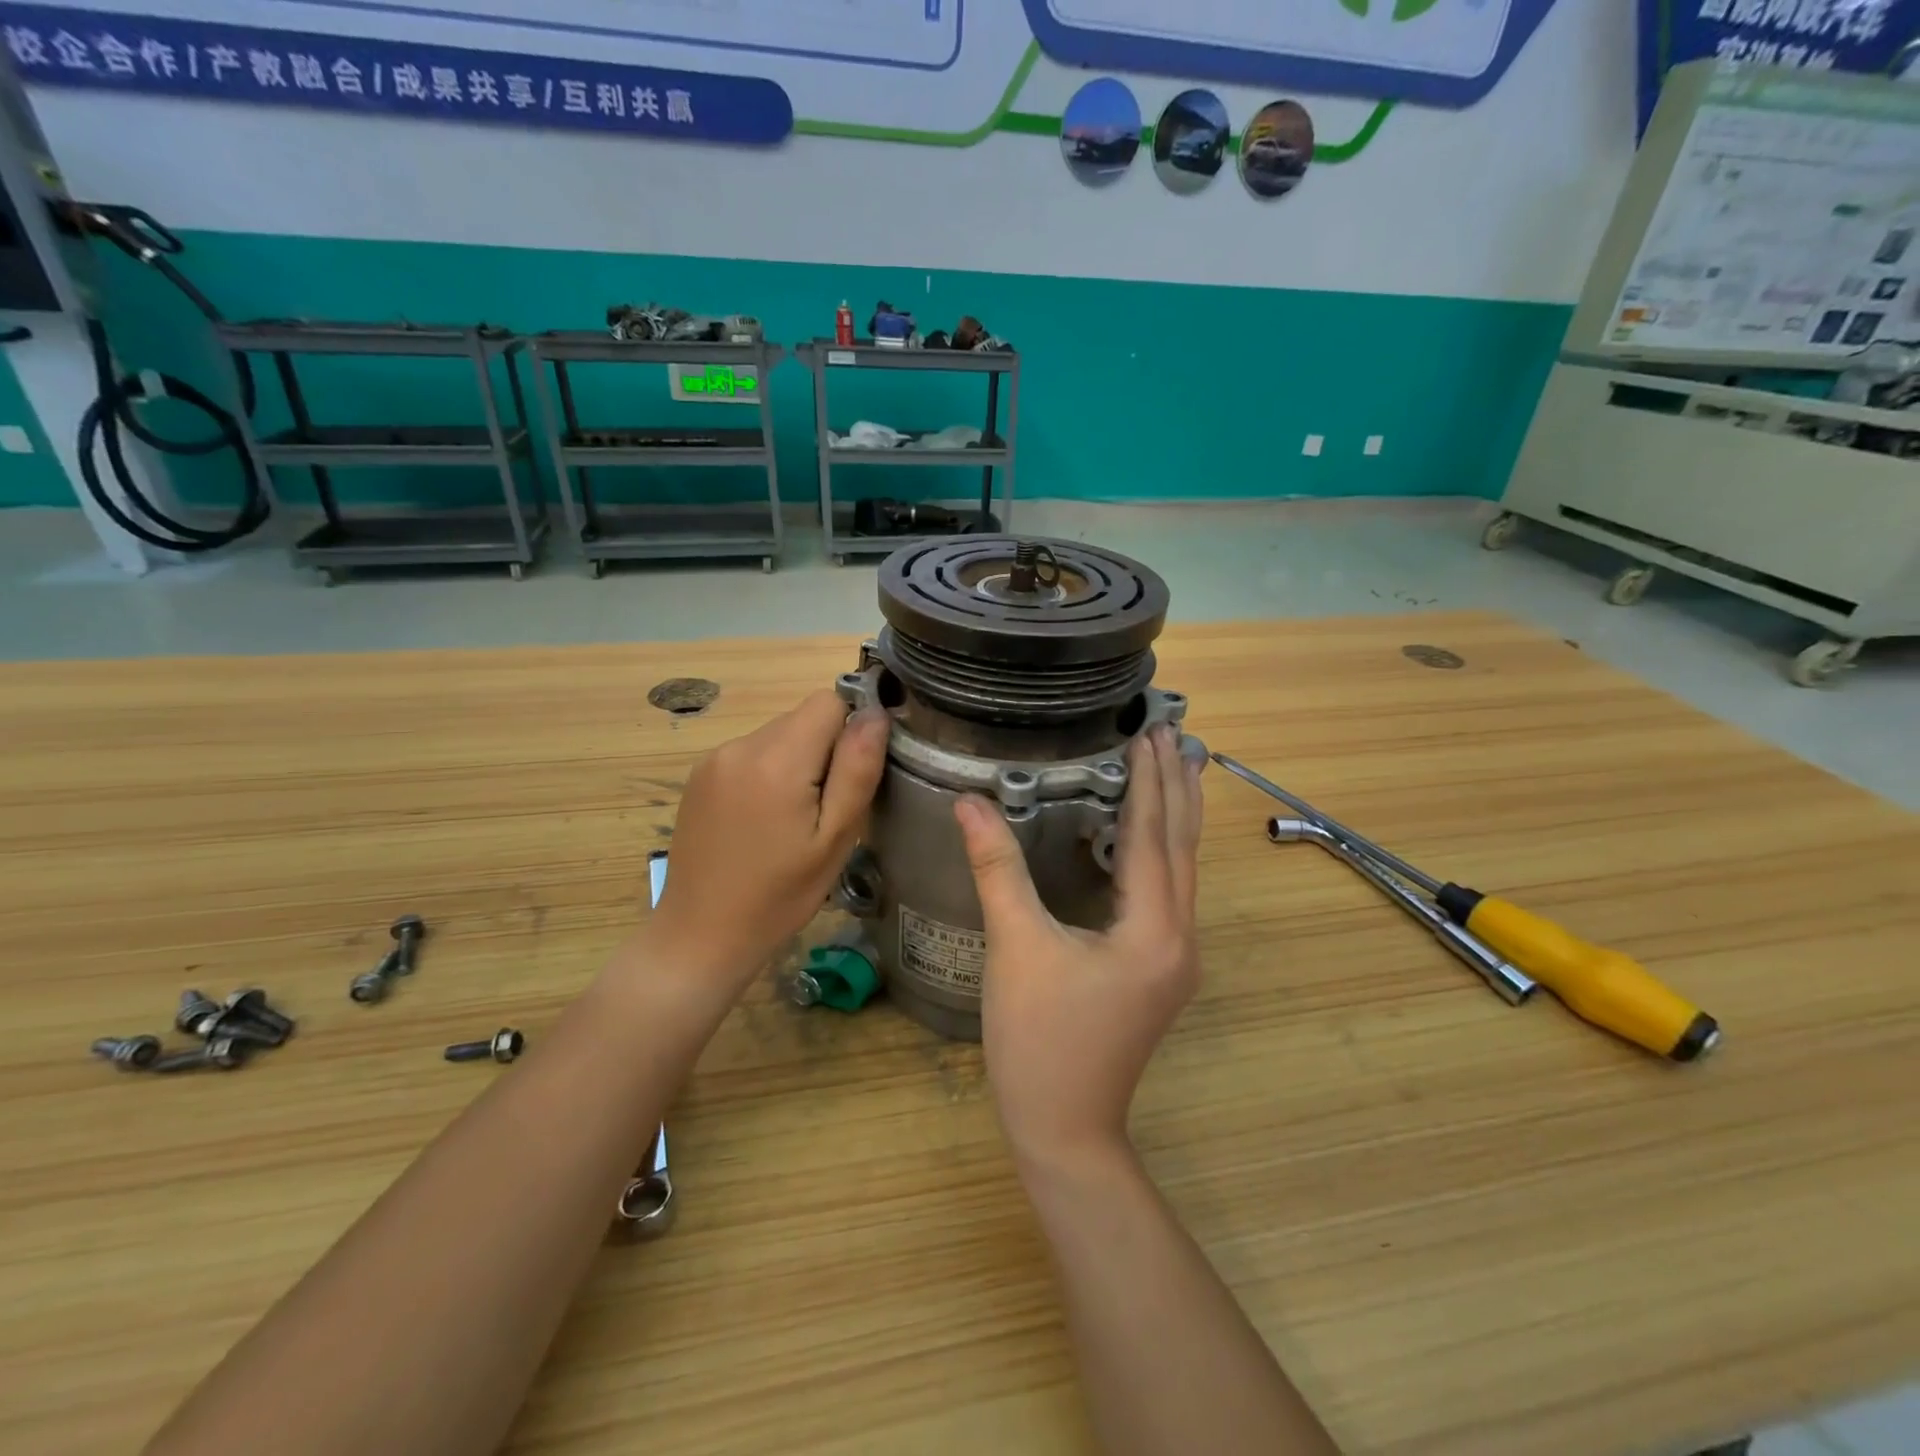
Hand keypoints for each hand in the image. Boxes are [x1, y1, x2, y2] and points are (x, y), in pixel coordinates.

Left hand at [651, 692, 888, 989]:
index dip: (851, 730)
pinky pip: (752, 753)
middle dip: (825, 751)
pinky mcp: (700, 775)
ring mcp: (715, 759)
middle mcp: (740, 745)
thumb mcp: (835, 839)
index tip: (852, 776)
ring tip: (793, 820)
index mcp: (777, 759)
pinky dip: (769, 773)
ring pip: (779, 735)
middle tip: (825, 810)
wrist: (701, 934)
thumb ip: (857, 770)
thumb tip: (876, 714)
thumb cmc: (780, 895)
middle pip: (803, 718)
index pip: (829, 701)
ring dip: (797, 762)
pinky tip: (764, 820)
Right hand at [954, 725, 1203, 1171]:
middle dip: (1177, 787)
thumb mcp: (1015, 947)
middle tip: (1174, 732)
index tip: (1151, 731)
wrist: (1064, 1129)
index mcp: (1153, 929)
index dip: (1150, 780)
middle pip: (1181, 846)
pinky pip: (1170, 892)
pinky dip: (1163, 851)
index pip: (1153, 836)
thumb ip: (997, 869)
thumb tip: (970, 803)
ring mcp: (1175, 957)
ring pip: (1182, 870)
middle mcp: (1178, 937)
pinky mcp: (1159, 968)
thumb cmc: (1038, 1040)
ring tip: (1177, 768)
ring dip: (1176, 816)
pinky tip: (1149, 837)